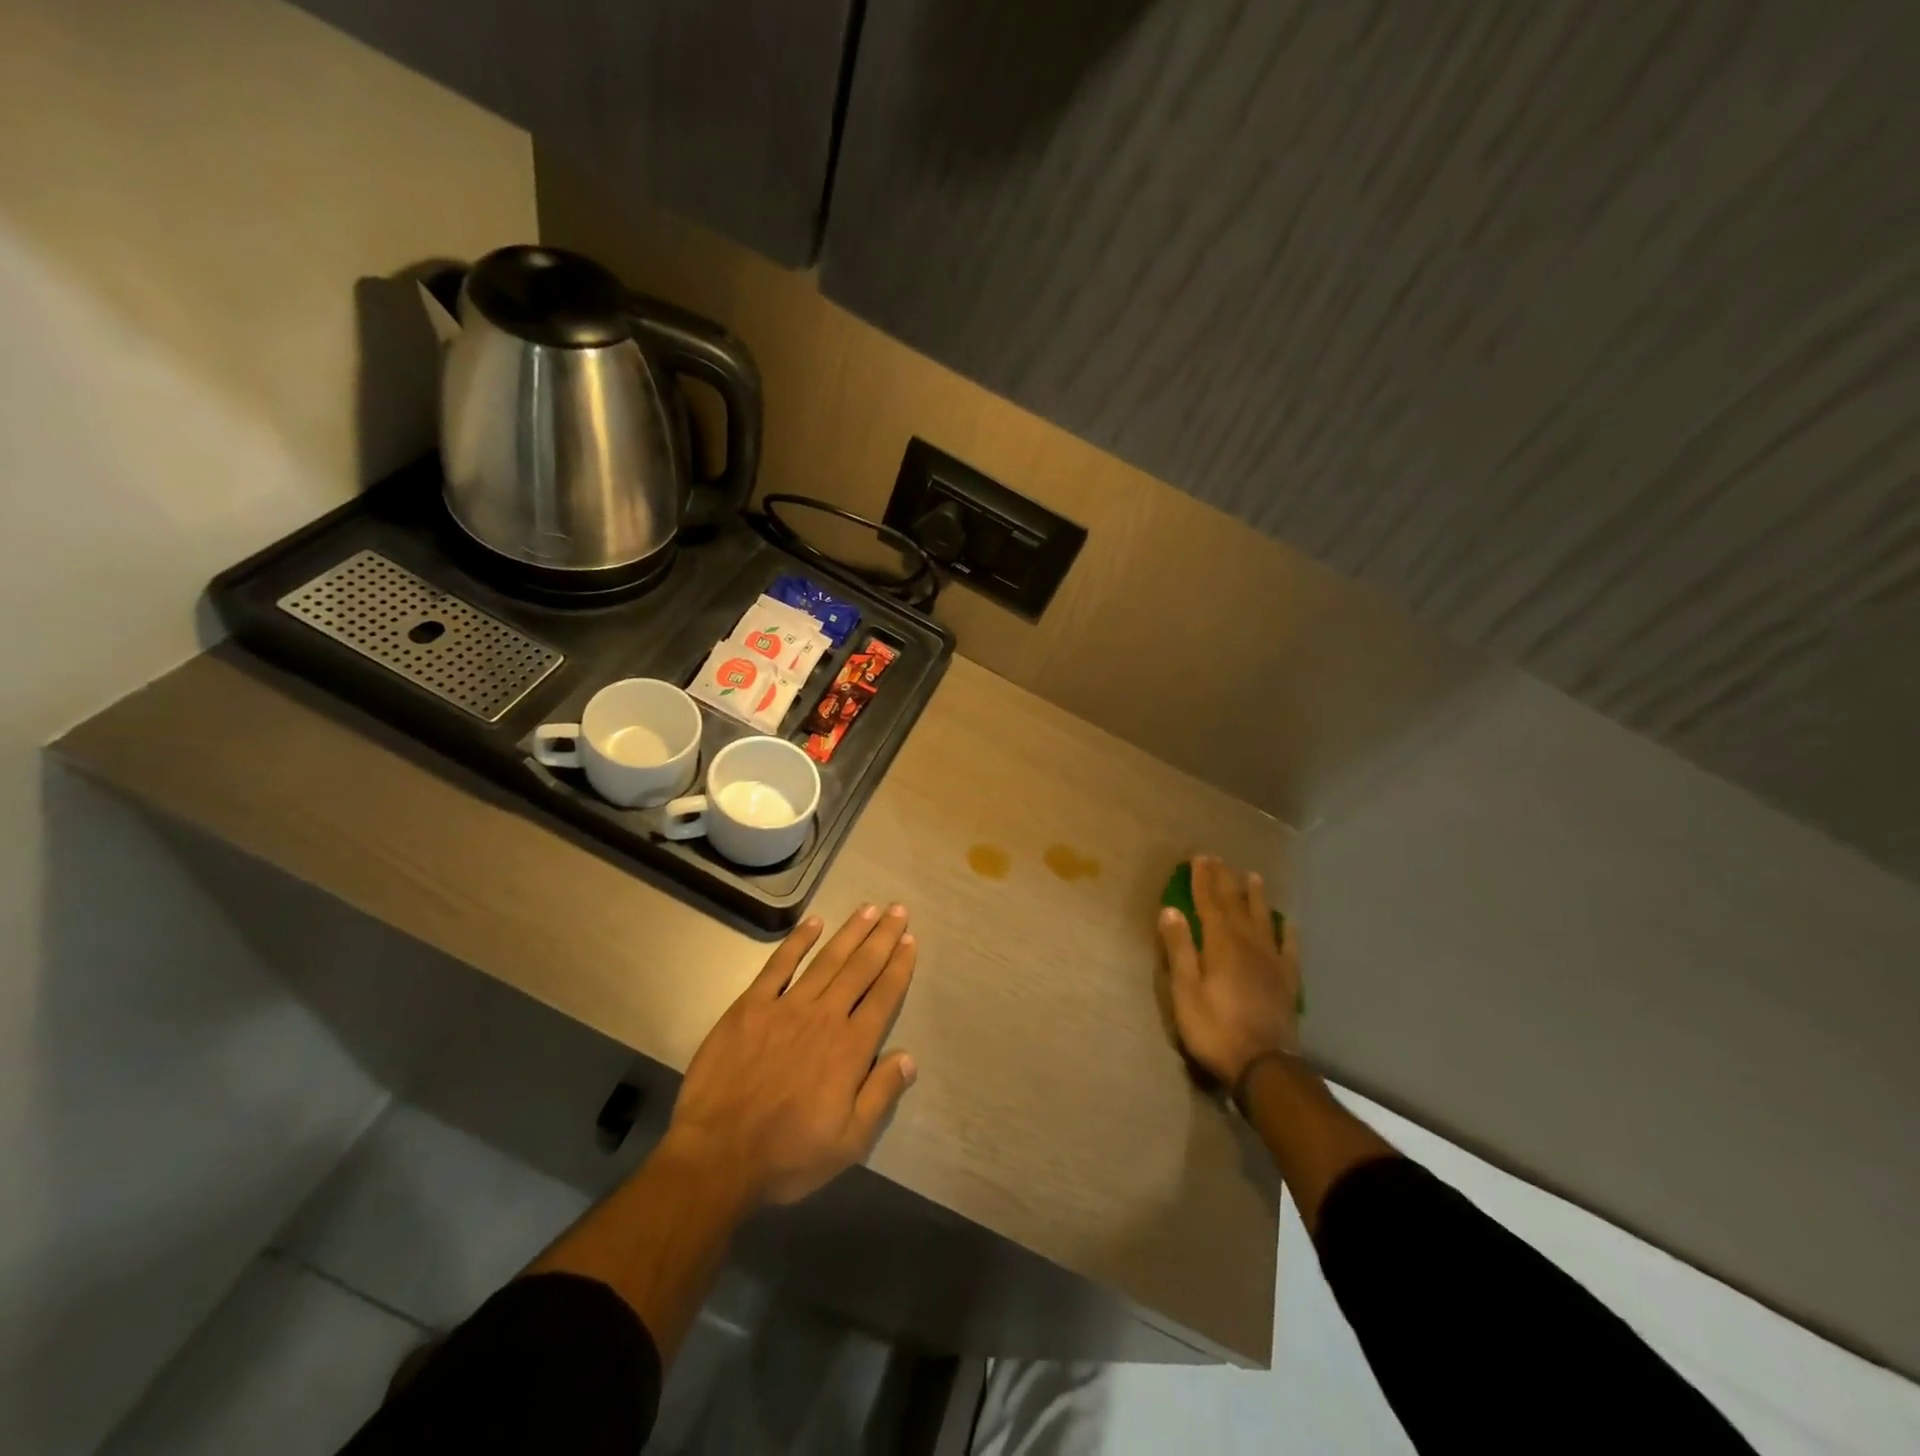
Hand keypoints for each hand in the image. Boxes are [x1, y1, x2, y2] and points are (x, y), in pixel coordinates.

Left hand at [668, 904, 918, 1205]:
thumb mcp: (849, 1142)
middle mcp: (824, 1017)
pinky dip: (797, 941)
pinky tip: (813, 922)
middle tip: (897, 909)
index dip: (899, 966)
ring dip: (850, 932)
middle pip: (860, 968)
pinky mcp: (750, 1007)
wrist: (717, 1157)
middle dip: (882, 937)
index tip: (910, 940)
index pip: (883, 996)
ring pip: (827, 960)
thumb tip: (910, 1057)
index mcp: (850, 1048)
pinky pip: (778, 966)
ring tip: (868, 909)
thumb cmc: (788, 1155)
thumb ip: (881, 1095)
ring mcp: (786, 1007)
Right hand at [1158, 856, 1299, 1086]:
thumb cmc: (1214, 1028)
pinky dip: (1287, 932)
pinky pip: (1289, 948)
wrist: (1264, 1066)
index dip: (1203, 879)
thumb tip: (1170, 910)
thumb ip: (1179, 948)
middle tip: (1218, 859)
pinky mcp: (1287, 981)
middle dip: (1224, 881)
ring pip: (1263, 919)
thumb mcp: (1185, 990)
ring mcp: (1271, 961)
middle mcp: (1248, 944)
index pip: (1209, 903)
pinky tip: (1288, 923)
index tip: (1199, 858)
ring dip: (1256, 897)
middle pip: (1235, 905)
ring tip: (1254, 877)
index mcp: (1220, 944)